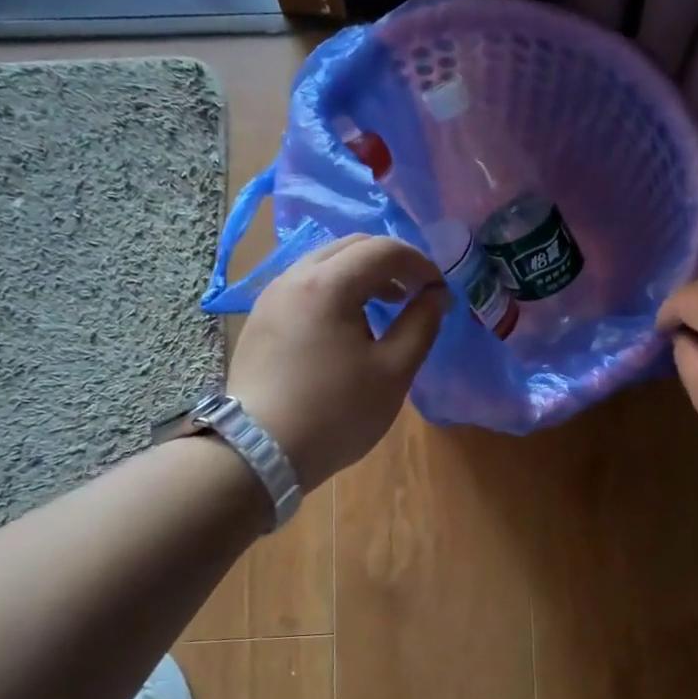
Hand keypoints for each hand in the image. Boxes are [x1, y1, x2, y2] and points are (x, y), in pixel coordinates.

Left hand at [228, 235, 448, 487]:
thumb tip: (437, 295)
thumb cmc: (335, 413)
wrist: (259, 452)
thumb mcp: (393, 372)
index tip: (439, 291)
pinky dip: (335, 289)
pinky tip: (347, 325)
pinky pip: (305, 284)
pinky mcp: (260, 318)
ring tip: (384, 307)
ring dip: (361, 274)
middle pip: (351, 246)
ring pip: (324, 262)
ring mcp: (271, 296)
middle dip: (390, 262)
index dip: (420, 264)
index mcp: (328, 285)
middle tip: (414, 292)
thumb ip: (421, 324)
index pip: (384, 249)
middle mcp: (294, 277)